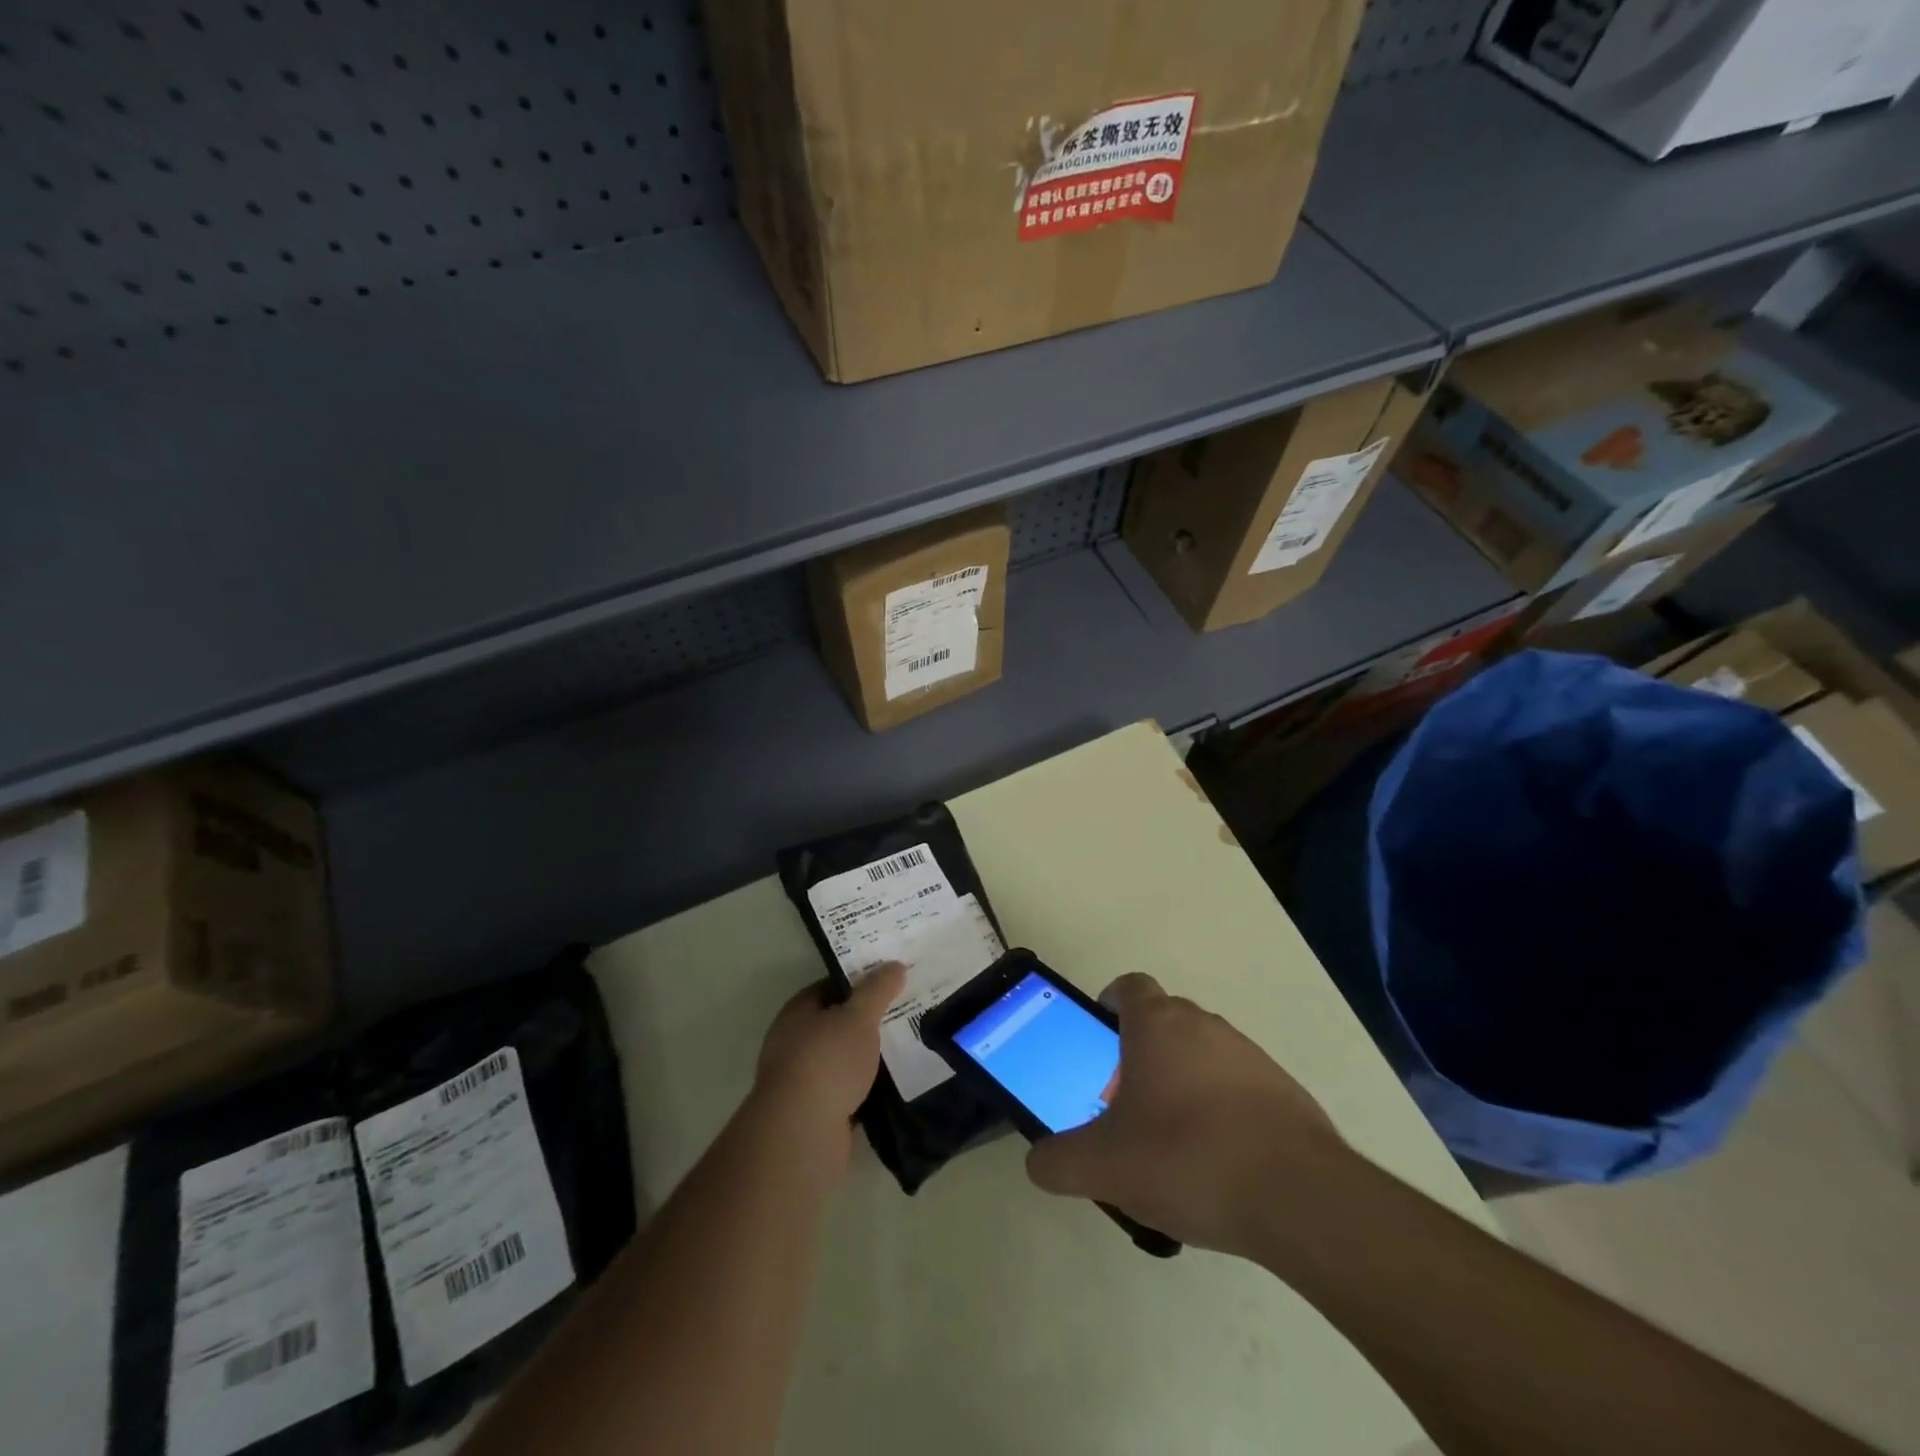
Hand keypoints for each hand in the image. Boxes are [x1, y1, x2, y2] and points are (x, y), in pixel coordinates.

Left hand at [751, 963, 905, 1184]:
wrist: (802, 1134)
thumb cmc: (827, 1062)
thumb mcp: (858, 1017)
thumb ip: (877, 990)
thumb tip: (895, 965)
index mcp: (798, 1011)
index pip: (832, 985)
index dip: (862, 981)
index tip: (893, 980)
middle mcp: (795, 1041)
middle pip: (838, 1022)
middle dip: (869, 1020)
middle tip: (907, 1012)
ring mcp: (803, 1079)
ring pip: (844, 1058)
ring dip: (869, 1056)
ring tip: (908, 1046)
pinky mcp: (816, 1112)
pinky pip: (848, 1090)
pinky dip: (868, 1087)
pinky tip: (895, 1084)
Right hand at [1025, 973, 1347, 1261]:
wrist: (1299, 1198)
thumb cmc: (1187, 1159)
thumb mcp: (1103, 1167)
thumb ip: (1058, 1161)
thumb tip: (1039, 1161)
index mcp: (1158, 1025)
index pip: (1129, 986)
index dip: (1110, 1004)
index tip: (1099, 1038)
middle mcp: (1204, 1026)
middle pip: (1164, 1021)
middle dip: (1140, 1053)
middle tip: (1126, 1103)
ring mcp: (1249, 1055)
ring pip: (1202, 1054)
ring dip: (1182, 1082)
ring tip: (1171, 1142)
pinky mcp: (1284, 1091)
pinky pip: (1238, 1086)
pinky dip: (1221, 1110)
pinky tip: (1216, 1164)